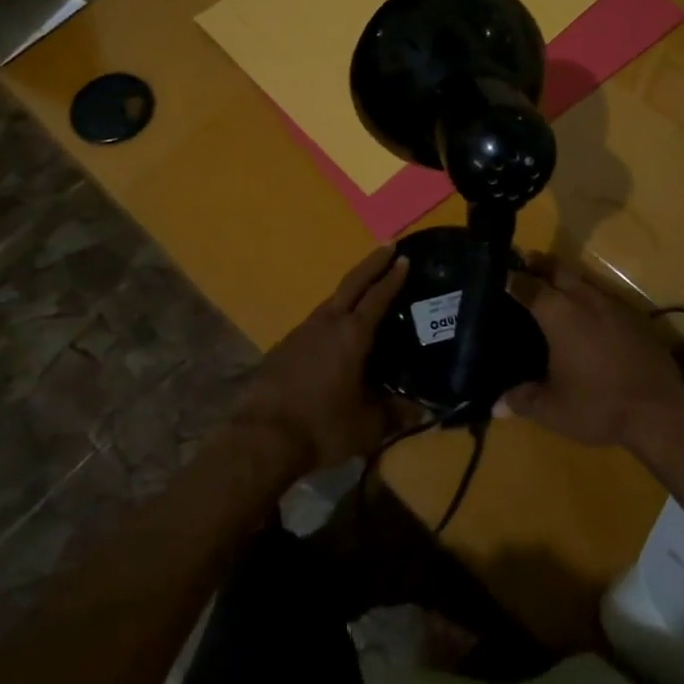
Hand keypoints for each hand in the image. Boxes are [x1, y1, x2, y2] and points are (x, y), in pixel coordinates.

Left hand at [229, 246, 408, 476]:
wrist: (261, 438)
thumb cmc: (321, 427)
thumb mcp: (366, 427)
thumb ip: (394, 414)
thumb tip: (422, 410)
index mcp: (352, 335)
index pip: (377, 297)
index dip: (393, 277)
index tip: (404, 258)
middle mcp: (326, 323)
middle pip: (352, 283)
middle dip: (372, 264)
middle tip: (388, 245)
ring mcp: (300, 333)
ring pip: (330, 302)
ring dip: (349, 291)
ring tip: (363, 292)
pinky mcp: (282, 348)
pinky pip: (314, 324)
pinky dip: (330, 318)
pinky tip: (332, 334)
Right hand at [507, 257, 683, 448]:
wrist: (661, 410)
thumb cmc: (598, 404)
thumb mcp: (553, 409)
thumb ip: (522, 400)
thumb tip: (495, 404)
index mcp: (557, 313)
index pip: (526, 285)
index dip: (509, 278)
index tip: (496, 275)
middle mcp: (583, 298)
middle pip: (556, 268)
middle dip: (538, 264)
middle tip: (523, 266)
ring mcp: (612, 304)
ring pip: (582, 278)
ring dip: (564, 278)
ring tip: (551, 290)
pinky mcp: (633, 316)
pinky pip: (602, 295)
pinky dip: (587, 297)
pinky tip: (586, 316)